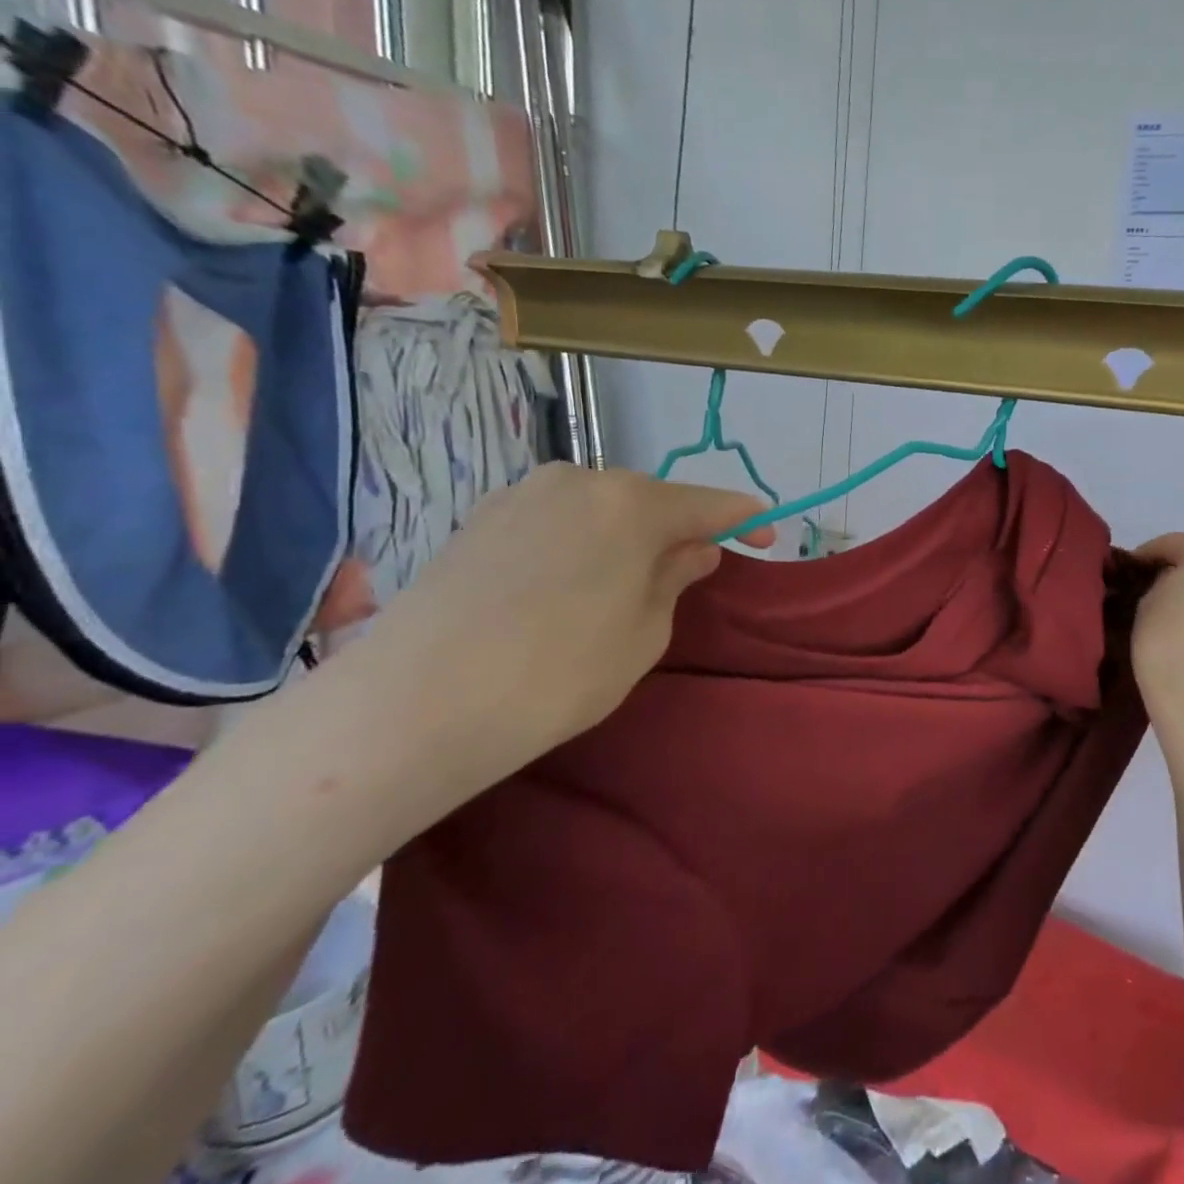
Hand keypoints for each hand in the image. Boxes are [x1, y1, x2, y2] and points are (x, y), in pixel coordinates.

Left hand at [329, 463, 770, 811]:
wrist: (414, 703)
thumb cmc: (558, 672)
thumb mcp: (644, 634)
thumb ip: (676, 578)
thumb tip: (692, 549)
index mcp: (631, 502)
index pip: (709, 503)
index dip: (746, 520)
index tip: (768, 539)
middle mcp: (578, 480)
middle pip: (649, 500)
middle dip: (675, 531)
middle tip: (684, 576)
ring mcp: (521, 495)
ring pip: (598, 508)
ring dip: (623, 538)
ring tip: (617, 590)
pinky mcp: (478, 519)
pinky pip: (554, 521)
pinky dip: (577, 544)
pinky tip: (561, 590)